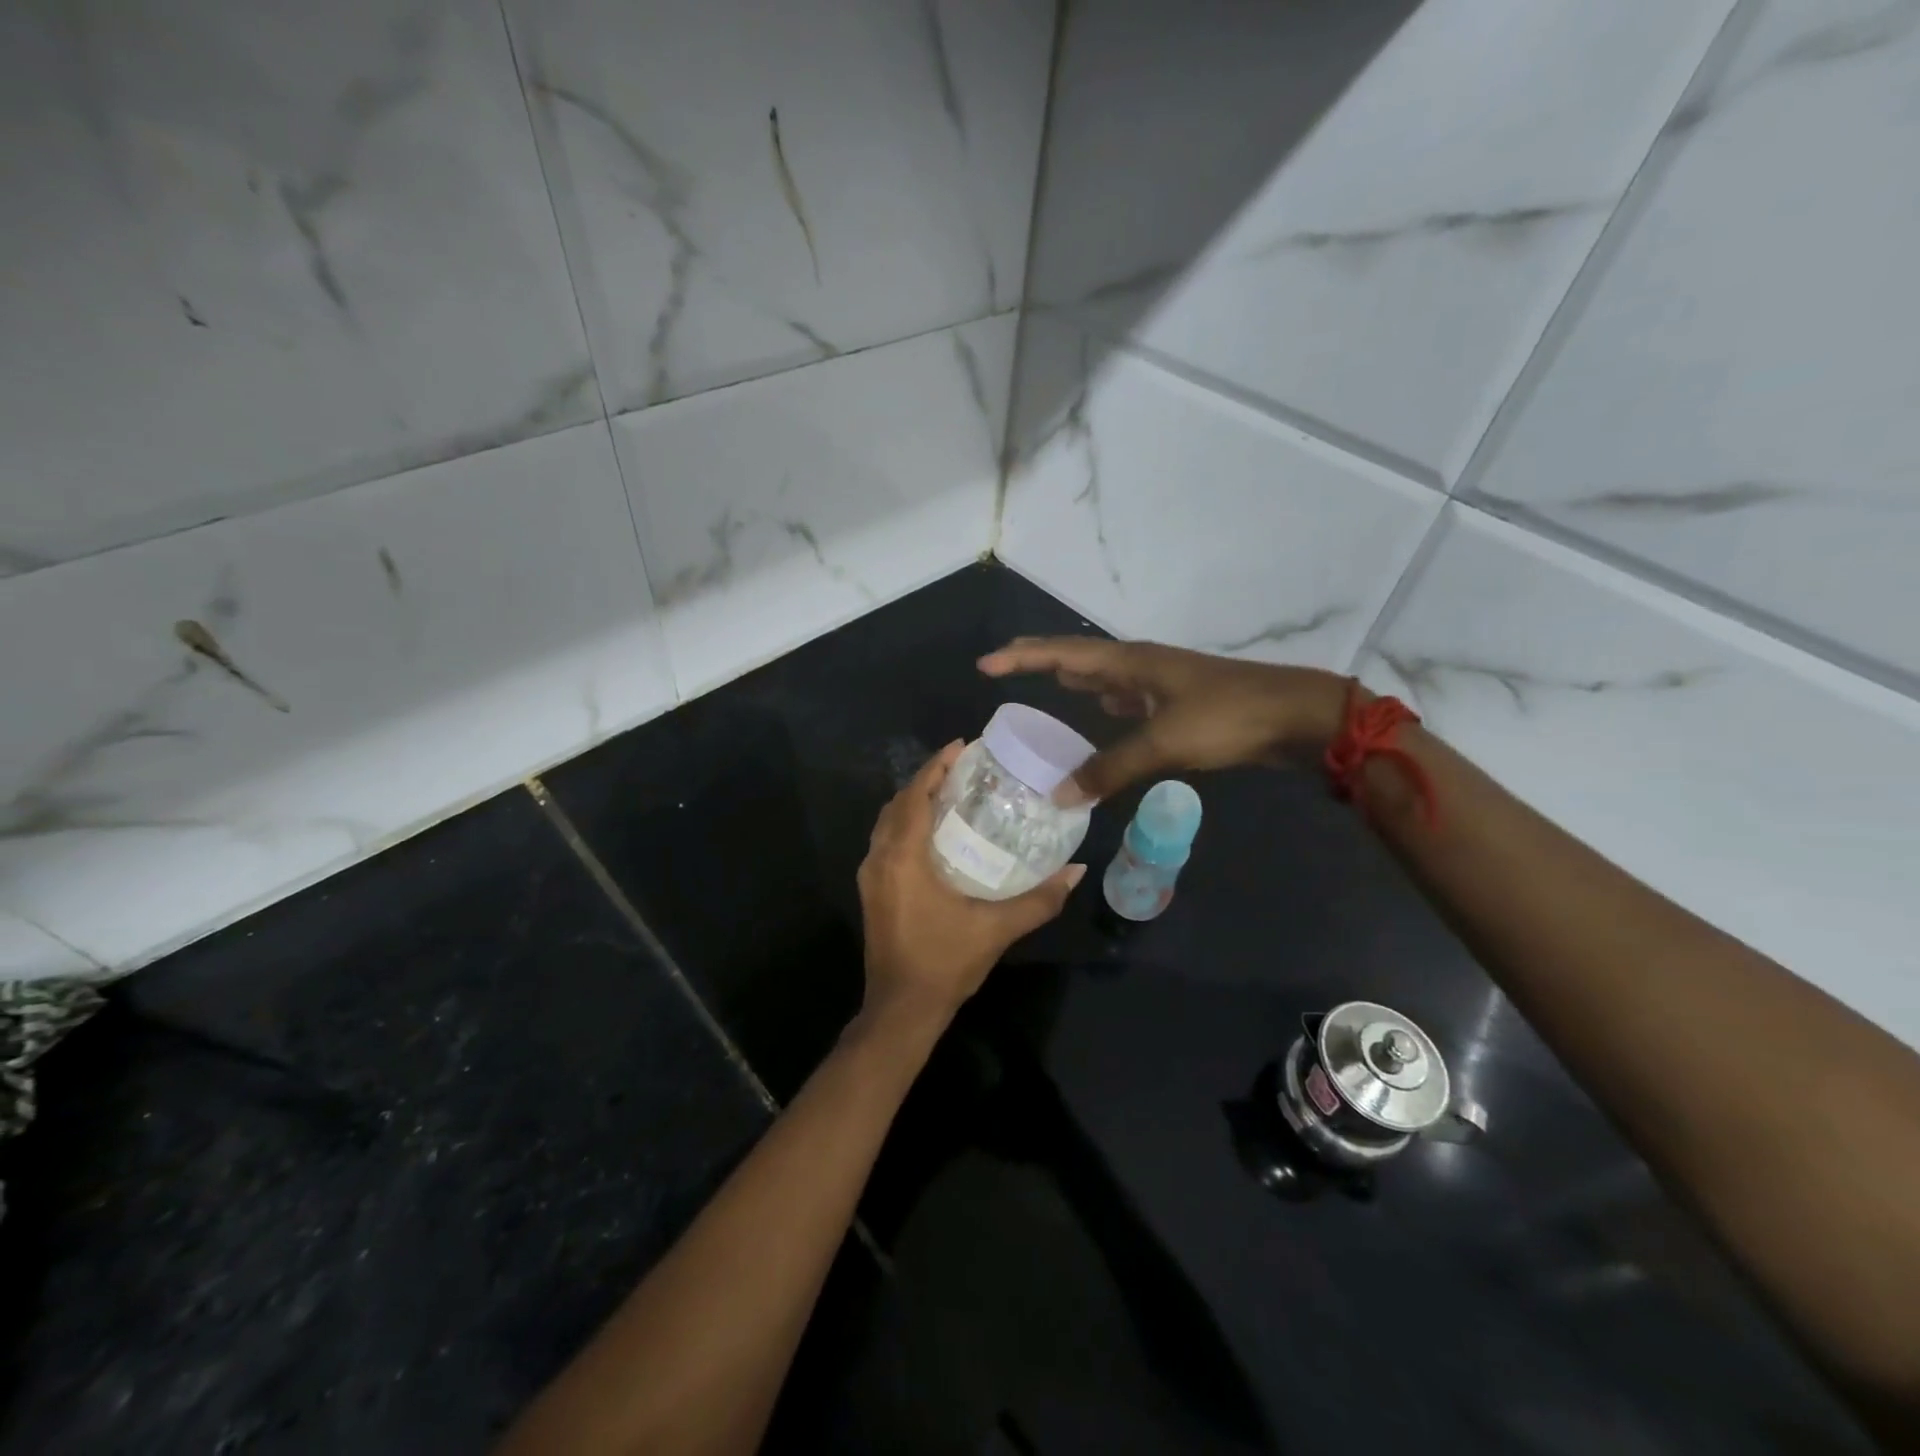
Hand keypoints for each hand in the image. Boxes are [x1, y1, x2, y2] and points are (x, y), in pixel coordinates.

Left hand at [857, 741, 1083, 1031]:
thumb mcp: (997, 929)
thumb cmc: (945, 963)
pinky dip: (906, 824)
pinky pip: (886, 841)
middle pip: (898, 803)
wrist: (901, 1009)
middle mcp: (880, 859)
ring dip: (914, 801)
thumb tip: (1077, 871)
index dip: (936, 767)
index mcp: (903, 857)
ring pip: (888, 822)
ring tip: (950, 793)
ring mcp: (871, 876)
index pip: (915, 795)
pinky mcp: (872, 891)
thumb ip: (1040, 899)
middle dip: (927, 780)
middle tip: (962, 768)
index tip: (961, 746)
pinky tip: (933, 833)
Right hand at [978, 637, 1353, 802]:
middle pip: (1079, 656)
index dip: (1021, 657)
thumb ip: (1109, 768)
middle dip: (1040, 661)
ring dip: (1073, 678)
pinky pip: (1126, 695)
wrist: (1296, 717)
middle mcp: (1140, 664)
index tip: (984, 664)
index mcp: (1131, 662)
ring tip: (1046, 686)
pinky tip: (1102, 710)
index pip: (1062, 653)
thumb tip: (1060, 795)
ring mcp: (1160, 680)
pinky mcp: (1177, 700)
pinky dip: (1104, 701)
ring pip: (1104, 675)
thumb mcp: (1163, 743)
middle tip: (1004, 669)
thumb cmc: (1226, 718)